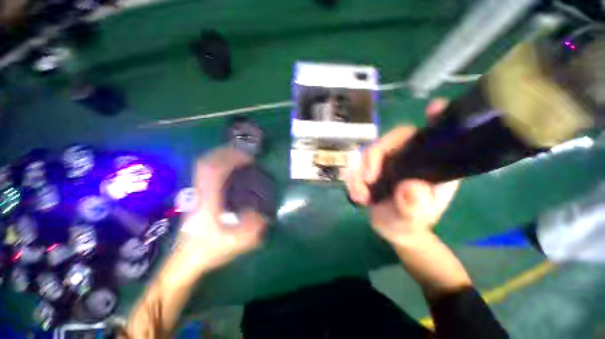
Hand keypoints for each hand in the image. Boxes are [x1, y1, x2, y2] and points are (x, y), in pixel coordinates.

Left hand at [175, 147, 266, 274]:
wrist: (187, 258)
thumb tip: (264, 212)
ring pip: (203, 166)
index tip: (248, 159)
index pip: (214, 171)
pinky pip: (204, 172)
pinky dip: (216, 164)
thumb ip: (253, 228)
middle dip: (226, 153)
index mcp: (209, 202)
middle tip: (244, 154)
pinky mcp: (196, 194)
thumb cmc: (209, 249)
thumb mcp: (236, 243)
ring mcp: (196, 192)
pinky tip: (226, 168)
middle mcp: (200, 193)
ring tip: (237, 157)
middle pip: (206, 163)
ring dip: (220, 157)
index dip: (231, 159)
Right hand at [345, 99, 458, 245]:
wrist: (391, 228)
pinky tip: (356, 195)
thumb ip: (414, 207)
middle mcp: (409, 157)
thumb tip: (410, 188)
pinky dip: (352, 179)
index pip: (436, 135)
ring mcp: (388, 161)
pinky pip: (356, 165)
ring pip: (368, 152)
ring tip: (361, 196)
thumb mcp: (413, 220)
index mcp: (431, 165)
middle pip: (391, 140)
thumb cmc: (408, 223)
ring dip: (358, 174)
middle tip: (367, 180)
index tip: (433, 108)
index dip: (437, 119)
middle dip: (373, 158)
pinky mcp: (372, 167)